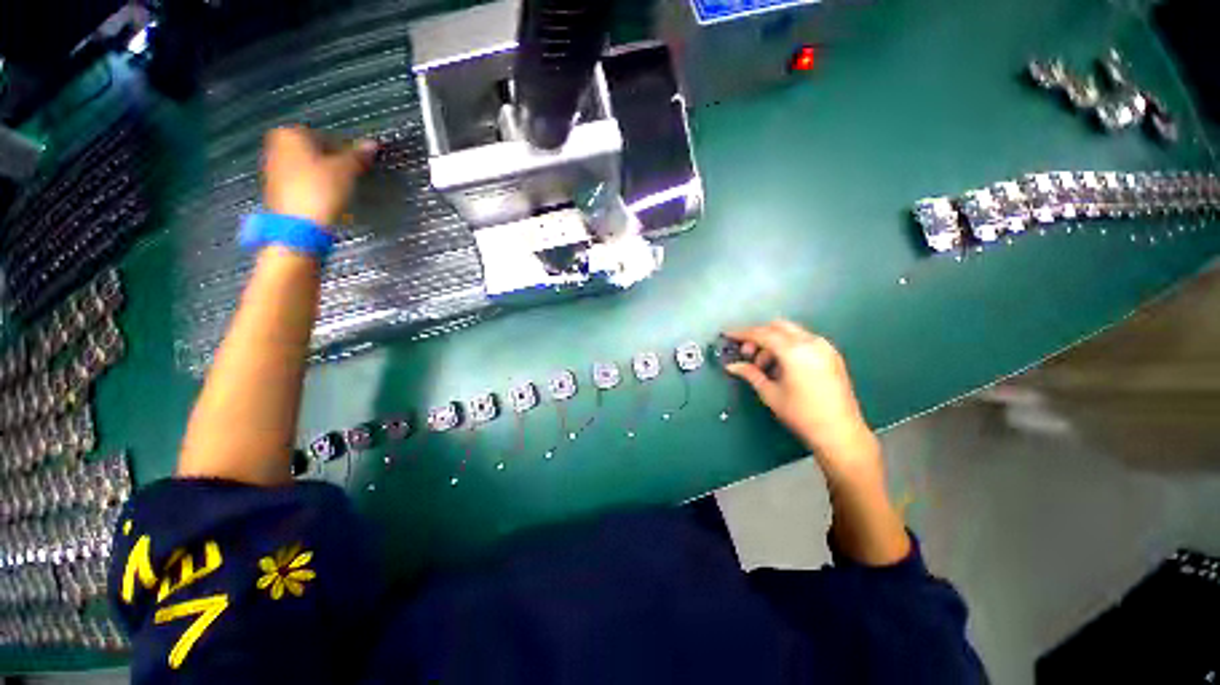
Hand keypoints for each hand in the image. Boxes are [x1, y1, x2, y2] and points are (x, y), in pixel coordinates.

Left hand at [262, 126, 375, 225]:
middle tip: (351, 173)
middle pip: (313, 150)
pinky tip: (326, 197)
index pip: (325, 135)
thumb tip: (372, 144)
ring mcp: (273, 167)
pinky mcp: (276, 187)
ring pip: (306, 165)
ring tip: (341, 187)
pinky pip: (301, 180)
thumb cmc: (320, 189)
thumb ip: (358, 156)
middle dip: (331, 160)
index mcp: (290, 133)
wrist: (297, 225)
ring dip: (324, 173)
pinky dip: (314, 185)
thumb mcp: (346, 170)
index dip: (344, 148)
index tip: (358, 162)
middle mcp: (277, 145)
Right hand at [726, 320, 879, 478]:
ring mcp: (825, 347)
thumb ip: (750, 373)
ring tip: (764, 367)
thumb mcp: (770, 393)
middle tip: (747, 354)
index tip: (727, 335)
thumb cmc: (801, 414)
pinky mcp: (832, 355)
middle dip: (758, 336)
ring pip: (791, 332)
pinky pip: (804, 341)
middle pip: (777, 326)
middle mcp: (811, 342)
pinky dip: (788, 346)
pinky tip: (782, 367)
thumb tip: (731, 365)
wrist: (841, 433)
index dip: (742, 333)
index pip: (762, 334)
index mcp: (794, 351)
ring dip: (773, 342)